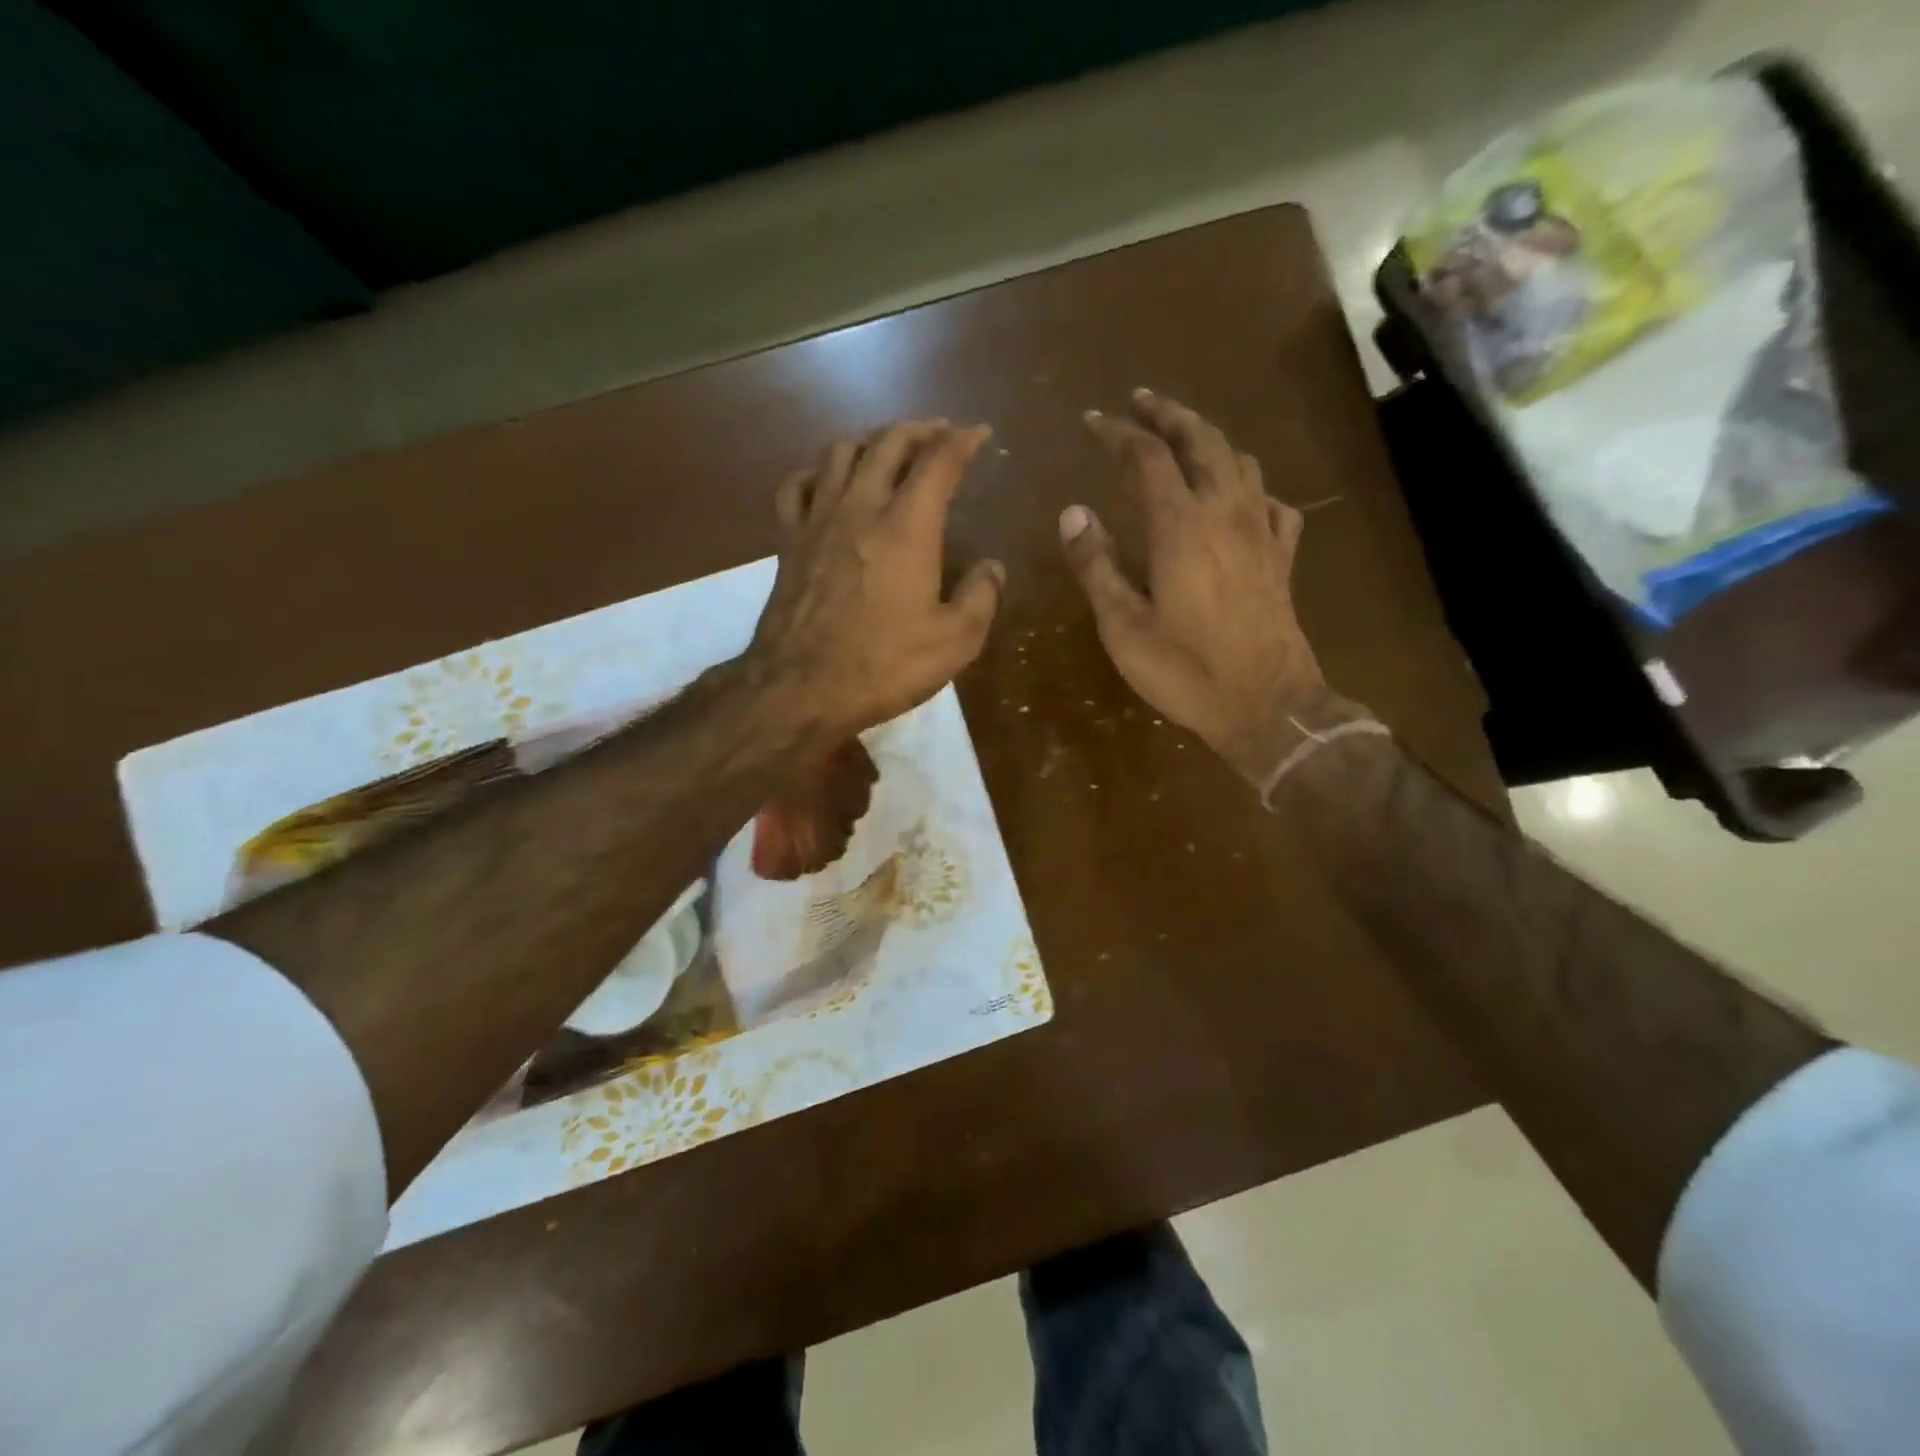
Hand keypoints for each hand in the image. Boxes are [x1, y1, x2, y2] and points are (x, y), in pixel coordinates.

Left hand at [747, 419, 1003, 740]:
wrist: (801, 689)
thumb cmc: (883, 666)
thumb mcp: (954, 642)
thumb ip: (981, 598)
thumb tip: (992, 568)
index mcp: (907, 526)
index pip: (939, 460)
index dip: (963, 440)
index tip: (979, 433)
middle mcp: (861, 507)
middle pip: (887, 442)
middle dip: (918, 429)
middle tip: (938, 434)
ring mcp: (817, 520)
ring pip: (839, 452)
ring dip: (869, 441)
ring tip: (886, 451)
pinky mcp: (787, 541)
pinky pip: (796, 486)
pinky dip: (816, 473)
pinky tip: (825, 483)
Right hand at [1060, 389, 1361, 784]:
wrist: (1266, 704)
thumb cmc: (1186, 670)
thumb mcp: (1123, 626)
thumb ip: (1096, 566)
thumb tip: (1073, 513)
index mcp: (1181, 526)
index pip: (1148, 457)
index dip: (1119, 432)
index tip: (1094, 420)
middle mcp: (1226, 513)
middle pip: (1203, 440)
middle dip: (1170, 414)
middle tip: (1143, 401)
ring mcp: (1261, 533)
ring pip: (1241, 462)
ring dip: (1211, 440)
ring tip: (1187, 439)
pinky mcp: (1282, 558)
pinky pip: (1273, 504)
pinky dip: (1252, 488)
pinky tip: (1242, 500)